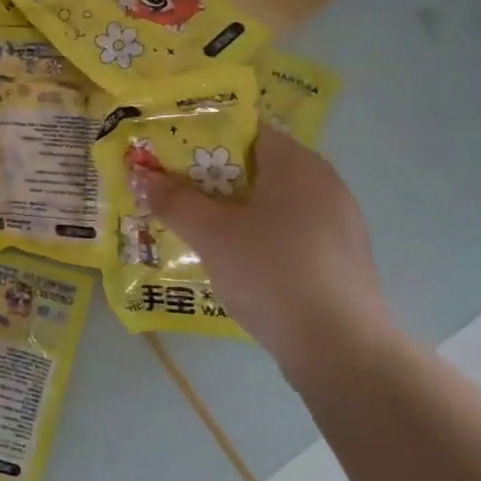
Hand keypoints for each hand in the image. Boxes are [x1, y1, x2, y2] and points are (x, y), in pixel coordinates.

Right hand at [128, 125, 398, 386]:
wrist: (340, 350)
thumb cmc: (272, 273)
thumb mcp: (212, 235)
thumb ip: (173, 201)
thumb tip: (139, 175)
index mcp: (298, 164)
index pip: (246, 130)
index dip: (202, 136)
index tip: (167, 153)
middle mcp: (323, 184)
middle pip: (256, 166)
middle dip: (210, 178)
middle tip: (170, 191)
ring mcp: (337, 223)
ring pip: (271, 202)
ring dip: (231, 209)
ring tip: (193, 225)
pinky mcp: (339, 259)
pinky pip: (288, 231)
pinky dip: (256, 235)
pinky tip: (233, 260)